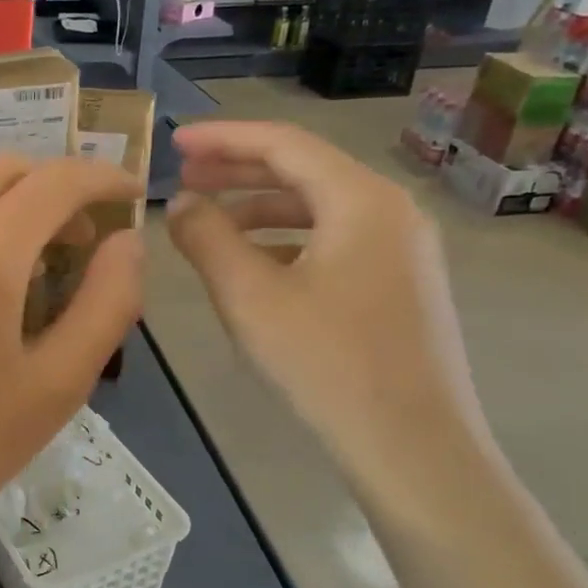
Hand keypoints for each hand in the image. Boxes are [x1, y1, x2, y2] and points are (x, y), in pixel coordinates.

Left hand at [0, 155, 144, 587]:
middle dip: (53, 186)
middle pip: (3, 169)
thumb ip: (107, 303)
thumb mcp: (57, 386)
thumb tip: (126, 243)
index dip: (101, 178)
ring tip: (29, 259)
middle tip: (81, 236)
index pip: (53, 181)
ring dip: (6, 201)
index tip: (128, 196)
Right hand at [165, 121, 482, 482]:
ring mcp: (402, 249)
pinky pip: (334, 241)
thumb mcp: (249, 296)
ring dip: (259, 207)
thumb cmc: (326, 364)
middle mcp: (391, 211)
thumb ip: (206, 237)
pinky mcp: (399, 285)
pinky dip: (286, 240)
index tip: (173, 141)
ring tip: (208, 221)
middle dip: (238, 170)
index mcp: (361, 199)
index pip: (283, 143)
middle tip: (184, 176)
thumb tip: (181, 202)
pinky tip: (252, 264)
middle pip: (303, 170)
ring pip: (318, 208)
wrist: (414, 449)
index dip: (222, 138)